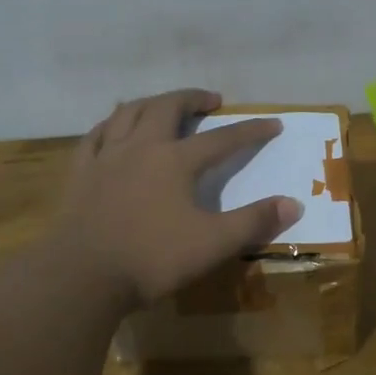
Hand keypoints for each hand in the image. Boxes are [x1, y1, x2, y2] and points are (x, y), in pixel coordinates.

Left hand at [50, 89, 303, 308]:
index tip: (273, 123)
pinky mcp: (80, 172)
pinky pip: (95, 135)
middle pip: (168, 107)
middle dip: (193, 98)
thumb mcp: (213, 244)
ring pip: (129, 112)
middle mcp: (141, 147)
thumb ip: (253, 222)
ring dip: (152, 102)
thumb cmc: (151, 259)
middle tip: (211, 100)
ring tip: (165, 105)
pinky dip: (111, 124)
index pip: (222, 138)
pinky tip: (114, 127)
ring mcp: (106, 157)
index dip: (251, 130)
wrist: (81, 276)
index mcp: (176, 161)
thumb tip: (294, 204)